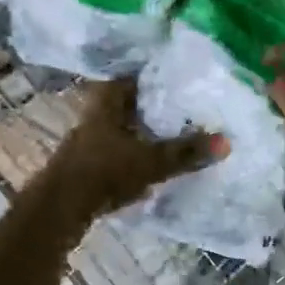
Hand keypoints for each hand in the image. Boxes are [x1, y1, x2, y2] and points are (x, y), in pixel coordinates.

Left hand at [46, 78, 225, 219]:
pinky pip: (114, 150)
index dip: (152, 75)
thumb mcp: (151, 161)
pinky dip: (131, 152)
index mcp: (108, 102)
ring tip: (170, 133)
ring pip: (120, 127)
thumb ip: (186, 152)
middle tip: (181, 106)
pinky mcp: (84, 165)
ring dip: (140, 130)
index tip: (177, 77)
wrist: (59, 208)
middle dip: (150, 105)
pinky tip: (148, 162)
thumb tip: (226, 142)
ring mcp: (86, 141)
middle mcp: (94, 115)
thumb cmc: (104, 172)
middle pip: (126, 103)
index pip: (131, 77)